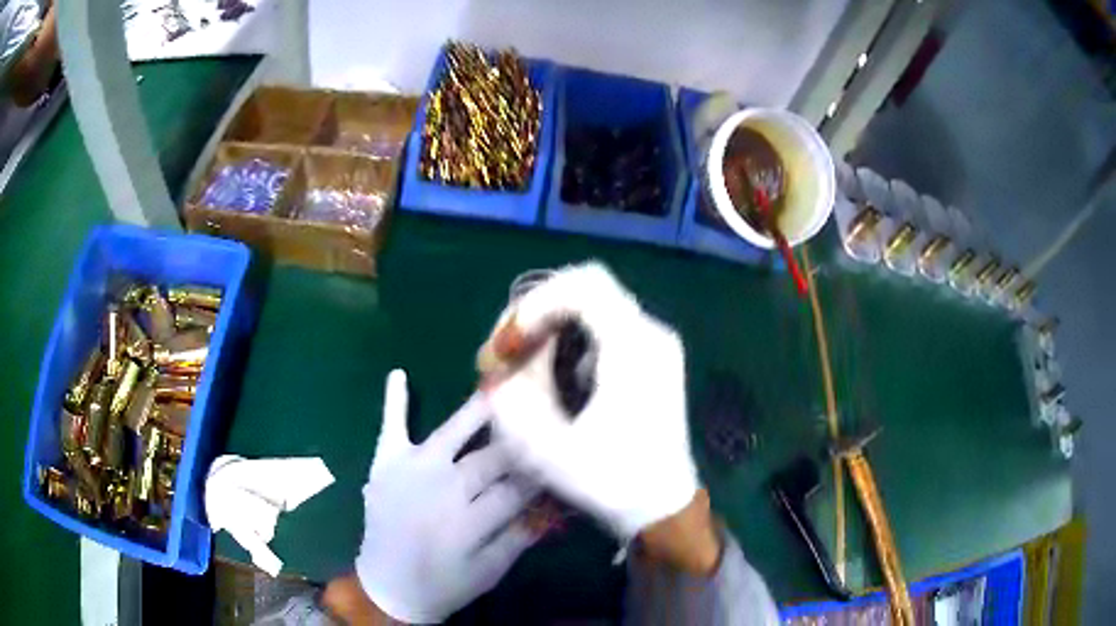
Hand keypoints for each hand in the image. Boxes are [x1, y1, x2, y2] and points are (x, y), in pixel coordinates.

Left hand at [355, 370, 534, 623]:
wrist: (387, 587)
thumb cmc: (443, 584)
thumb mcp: (489, 571)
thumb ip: (519, 537)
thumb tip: (552, 506)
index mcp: (470, 519)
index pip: (517, 487)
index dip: (542, 473)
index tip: (562, 457)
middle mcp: (442, 488)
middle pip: (490, 458)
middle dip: (520, 444)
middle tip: (541, 424)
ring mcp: (411, 470)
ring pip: (451, 433)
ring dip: (477, 411)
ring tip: (501, 387)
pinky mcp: (386, 464)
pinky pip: (391, 428)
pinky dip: (395, 401)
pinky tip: (398, 373)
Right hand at [480, 263, 699, 539]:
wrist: (663, 507)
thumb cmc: (613, 482)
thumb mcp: (549, 448)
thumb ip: (514, 397)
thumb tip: (500, 366)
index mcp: (635, 347)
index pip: (582, 286)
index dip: (534, 303)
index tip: (509, 344)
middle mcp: (650, 334)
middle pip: (584, 290)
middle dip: (535, 314)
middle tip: (505, 353)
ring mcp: (654, 345)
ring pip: (590, 308)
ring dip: (548, 329)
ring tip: (520, 368)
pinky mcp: (649, 360)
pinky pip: (601, 330)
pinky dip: (567, 343)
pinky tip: (553, 380)